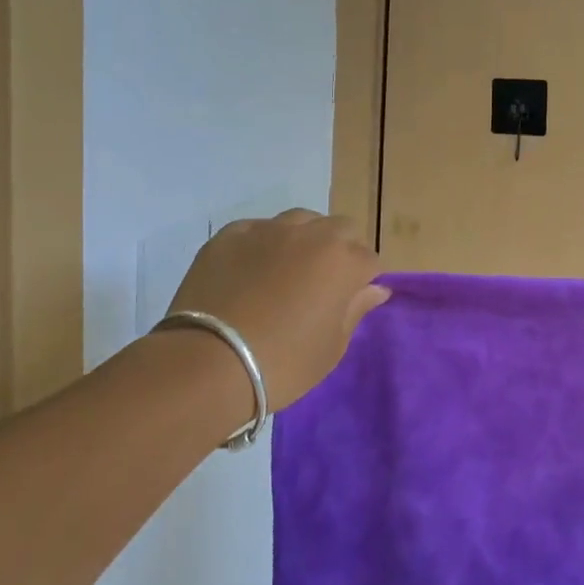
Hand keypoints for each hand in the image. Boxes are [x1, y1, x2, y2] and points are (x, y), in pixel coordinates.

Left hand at [166, 210, 389, 410]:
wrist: (208, 363)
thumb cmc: (283, 363)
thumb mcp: (332, 347)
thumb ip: (356, 310)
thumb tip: (375, 289)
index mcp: (344, 261)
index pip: (369, 260)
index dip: (363, 281)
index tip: (350, 301)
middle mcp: (312, 235)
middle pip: (340, 230)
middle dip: (340, 250)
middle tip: (324, 284)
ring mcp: (268, 230)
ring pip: (300, 221)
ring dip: (305, 239)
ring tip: (289, 270)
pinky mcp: (231, 234)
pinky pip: (258, 229)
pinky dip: (263, 244)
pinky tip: (251, 271)